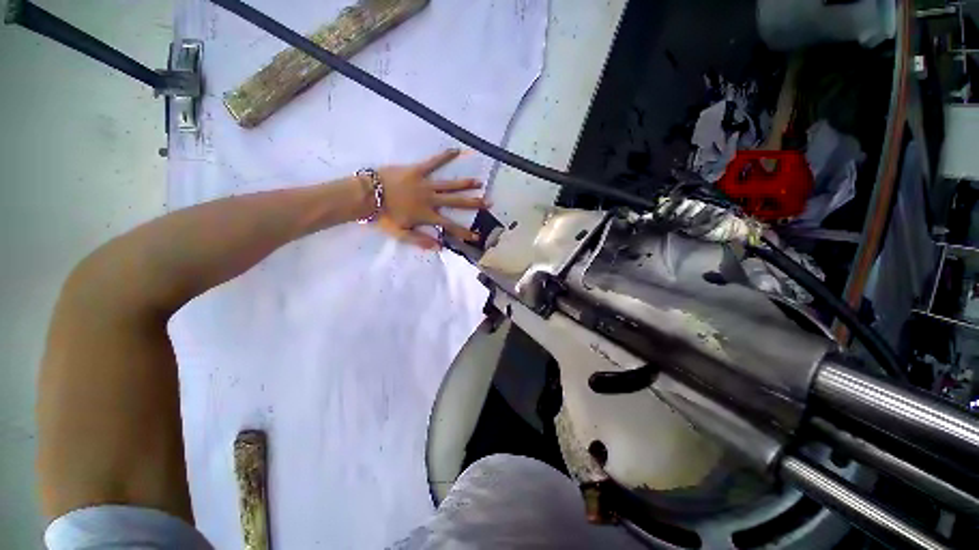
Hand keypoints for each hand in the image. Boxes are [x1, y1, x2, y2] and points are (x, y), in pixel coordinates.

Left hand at [375, 149, 487, 249]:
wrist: (366, 195)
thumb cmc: (383, 217)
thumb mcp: (401, 234)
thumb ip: (421, 240)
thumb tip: (440, 247)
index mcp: (427, 216)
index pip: (450, 226)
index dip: (464, 233)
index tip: (477, 236)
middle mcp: (431, 200)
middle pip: (456, 202)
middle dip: (473, 204)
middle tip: (488, 203)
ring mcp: (425, 184)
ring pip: (450, 184)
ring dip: (465, 184)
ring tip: (479, 183)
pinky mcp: (417, 170)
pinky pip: (433, 162)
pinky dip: (445, 157)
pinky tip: (456, 150)